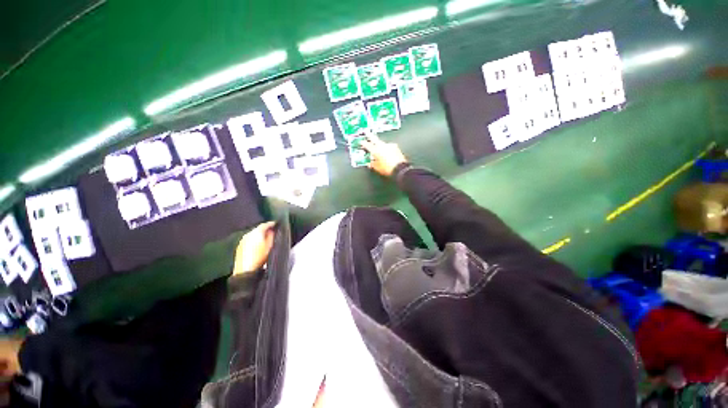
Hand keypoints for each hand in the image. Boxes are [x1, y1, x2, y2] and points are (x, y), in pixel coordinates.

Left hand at [234, 222, 275, 274]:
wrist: (245, 270)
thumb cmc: (260, 257)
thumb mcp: (270, 246)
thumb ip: (271, 236)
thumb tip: (272, 230)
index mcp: (256, 232)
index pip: (265, 224)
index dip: (271, 224)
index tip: (276, 224)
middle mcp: (248, 234)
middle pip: (258, 229)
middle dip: (265, 229)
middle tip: (272, 231)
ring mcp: (243, 240)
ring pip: (253, 234)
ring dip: (259, 234)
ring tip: (265, 238)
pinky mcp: (240, 246)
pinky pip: (249, 239)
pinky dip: (254, 239)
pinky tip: (257, 244)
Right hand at [360, 135, 407, 176]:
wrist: (400, 169)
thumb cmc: (387, 169)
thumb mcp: (377, 168)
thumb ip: (372, 164)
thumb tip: (370, 163)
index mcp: (376, 150)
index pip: (368, 145)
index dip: (364, 143)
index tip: (361, 141)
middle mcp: (382, 146)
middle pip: (375, 139)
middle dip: (370, 135)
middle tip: (367, 131)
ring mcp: (390, 145)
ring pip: (383, 144)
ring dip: (380, 146)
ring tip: (380, 152)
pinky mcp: (396, 147)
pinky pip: (389, 147)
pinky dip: (387, 149)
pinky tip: (387, 154)